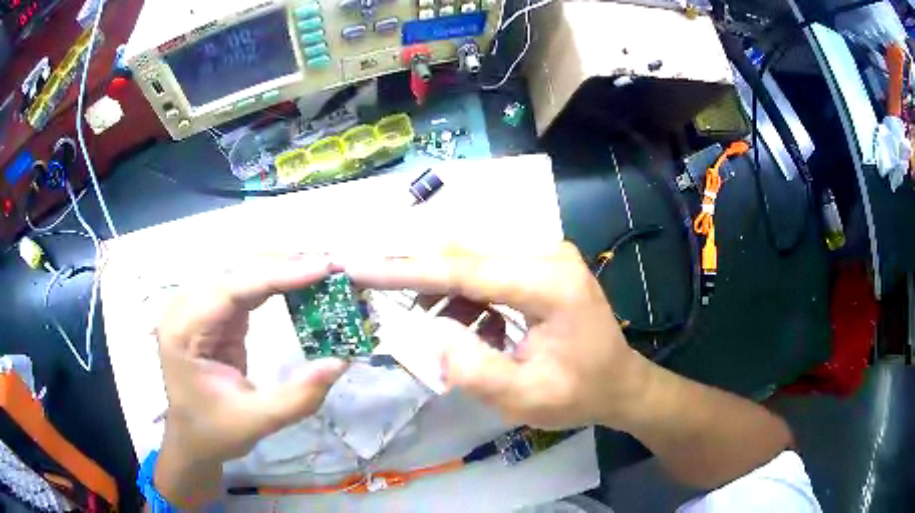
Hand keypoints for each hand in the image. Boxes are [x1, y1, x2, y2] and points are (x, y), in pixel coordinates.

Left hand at [154, 255, 347, 507]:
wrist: (192, 436)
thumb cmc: (216, 430)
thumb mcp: (258, 420)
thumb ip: (300, 396)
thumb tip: (340, 361)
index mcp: (184, 330)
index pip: (231, 288)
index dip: (277, 274)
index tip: (321, 268)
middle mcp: (185, 307)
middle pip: (236, 270)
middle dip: (283, 264)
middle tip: (330, 266)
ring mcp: (198, 305)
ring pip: (241, 271)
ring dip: (280, 267)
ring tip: (321, 270)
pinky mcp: (213, 312)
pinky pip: (244, 285)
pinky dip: (273, 281)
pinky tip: (298, 281)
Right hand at [341, 242, 649, 430]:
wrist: (620, 383)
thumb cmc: (579, 394)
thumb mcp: (524, 398)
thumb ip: (473, 369)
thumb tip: (431, 331)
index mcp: (550, 284)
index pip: (464, 270)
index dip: (406, 270)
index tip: (360, 267)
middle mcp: (550, 254)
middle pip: (465, 255)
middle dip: (417, 275)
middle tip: (375, 287)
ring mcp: (548, 253)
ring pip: (473, 259)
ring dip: (443, 292)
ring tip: (443, 331)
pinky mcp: (543, 262)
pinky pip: (489, 268)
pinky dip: (466, 296)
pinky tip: (472, 327)